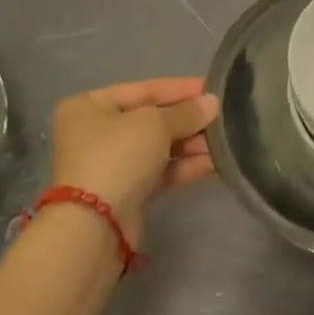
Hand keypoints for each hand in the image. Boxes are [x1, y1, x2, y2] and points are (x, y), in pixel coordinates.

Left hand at [49, 78, 219, 244]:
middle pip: (151, 119)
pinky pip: (158, 172)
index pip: (143, 90)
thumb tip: (212, 103)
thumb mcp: (155, 124)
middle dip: (187, 120)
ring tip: (223, 143)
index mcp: (90, 106)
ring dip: (190, 144)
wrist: (95, 225)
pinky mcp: (124, 192)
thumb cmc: (118, 156)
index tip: (212, 89)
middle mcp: (95, 132)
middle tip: (222, 118)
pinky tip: (213, 164)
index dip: (179, 89)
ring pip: (157, 147)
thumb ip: (186, 112)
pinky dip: (183, 167)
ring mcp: (109, 165)